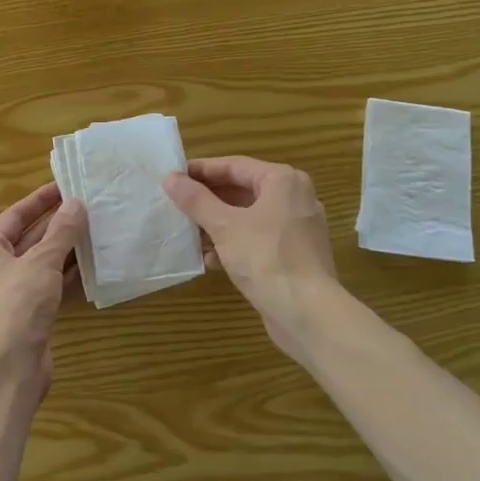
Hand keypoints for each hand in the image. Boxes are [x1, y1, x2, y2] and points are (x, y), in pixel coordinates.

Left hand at [0, 182, 86, 388]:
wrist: (9, 367)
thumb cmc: (18, 304)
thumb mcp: (41, 261)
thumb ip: (61, 232)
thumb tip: (76, 204)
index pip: (15, 215)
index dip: (40, 199)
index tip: (65, 186)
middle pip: (28, 238)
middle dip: (56, 224)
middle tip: (86, 207)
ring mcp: (12, 294)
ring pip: (41, 263)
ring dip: (65, 249)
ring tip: (95, 230)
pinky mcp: (28, 315)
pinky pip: (50, 285)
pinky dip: (68, 275)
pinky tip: (91, 265)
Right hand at [163, 156, 337, 355]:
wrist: (308, 314)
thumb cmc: (265, 259)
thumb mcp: (224, 226)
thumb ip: (196, 200)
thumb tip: (170, 178)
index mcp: (282, 181)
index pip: (234, 166)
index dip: (201, 170)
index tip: (173, 177)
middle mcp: (294, 198)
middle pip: (242, 190)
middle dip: (208, 200)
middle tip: (176, 204)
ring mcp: (297, 227)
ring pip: (248, 216)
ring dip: (217, 224)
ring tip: (188, 233)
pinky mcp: (294, 253)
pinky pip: (258, 238)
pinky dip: (234, 243)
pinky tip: (211, 259)